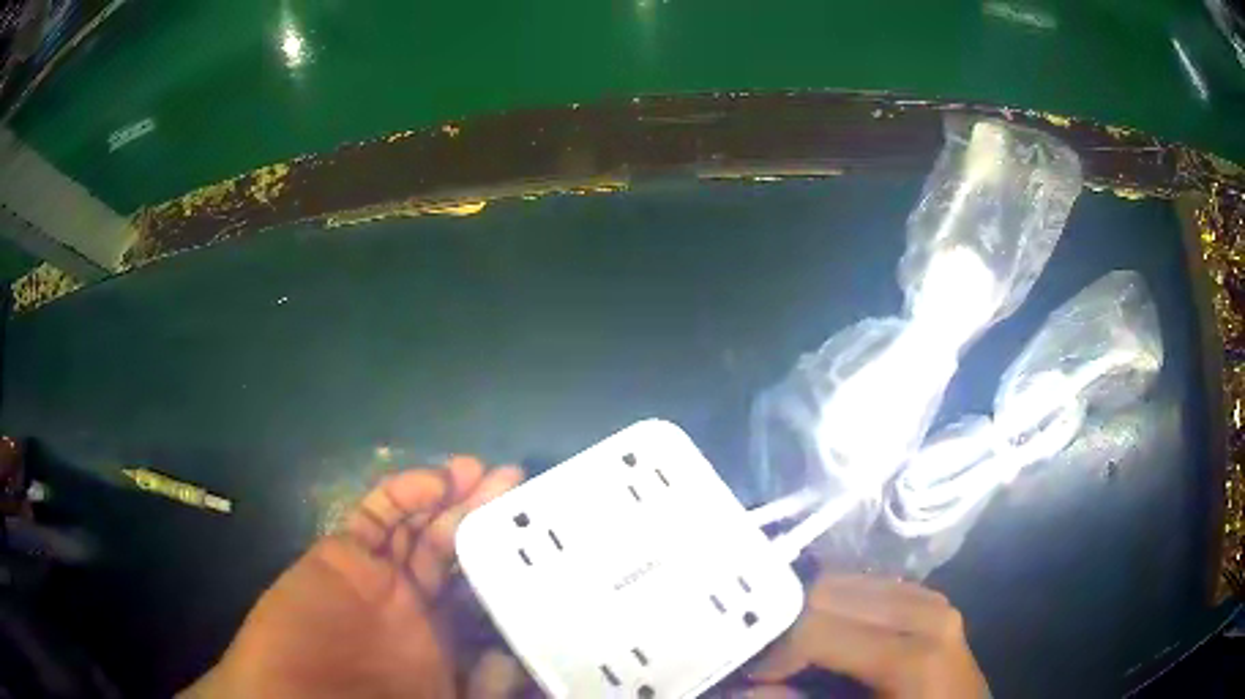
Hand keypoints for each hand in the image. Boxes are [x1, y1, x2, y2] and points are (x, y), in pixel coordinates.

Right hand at [180, 456, 522, 698]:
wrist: (291, 697)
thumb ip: (480, 686)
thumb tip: (512, 658)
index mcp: (440, 638)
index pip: (479, 589)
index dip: (501, 559)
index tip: (531, 533)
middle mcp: (412, 602)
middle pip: (452, 547)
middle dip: (481, 513)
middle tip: (514, 480)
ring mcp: (376, 576)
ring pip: (417, 524)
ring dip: (449, 494)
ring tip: (484, 471)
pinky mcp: (341, 555)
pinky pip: (374, 516)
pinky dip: (401, 494)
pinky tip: (433, 481)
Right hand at [752, 575, 987, 698]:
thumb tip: (742, 689)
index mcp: (910, 657)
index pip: (817, 627)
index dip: (774, 650)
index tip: (751, 674)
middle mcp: (925, 614)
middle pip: (830, 592)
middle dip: (788, 624)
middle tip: (770, 661)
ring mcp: (934, 600)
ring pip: (849, 581)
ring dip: (813, 612)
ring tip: (797, 649)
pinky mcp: (933, 599)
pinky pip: (873, 585)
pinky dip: (842, 605)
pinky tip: (835, 635)